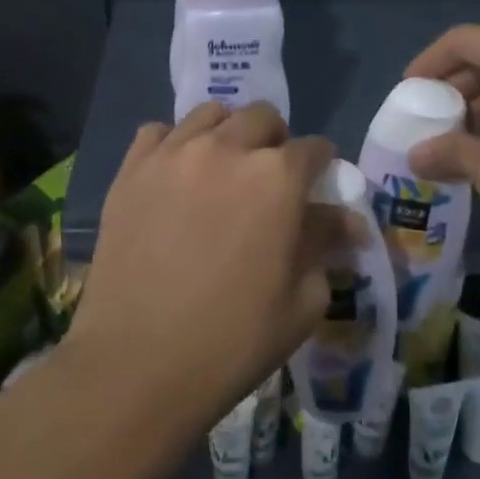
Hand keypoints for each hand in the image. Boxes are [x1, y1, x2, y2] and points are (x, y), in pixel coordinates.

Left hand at [65, 103, 340, 442]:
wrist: (136, 364)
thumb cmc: (232, 340)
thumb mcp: (301, 301)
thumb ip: (325, 246)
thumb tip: (347, 221)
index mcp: (278, 177)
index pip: (314, 148)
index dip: (321, 166)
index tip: (316, 186)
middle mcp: (228, 148)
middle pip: (262, 117)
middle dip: (275, 141)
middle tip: (268, 179)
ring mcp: (175, 152)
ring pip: (211, 114)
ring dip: (227, 134)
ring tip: (221, 169)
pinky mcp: (132, 168)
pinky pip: (159, 131)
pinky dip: (174, 143)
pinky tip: (175, 175)